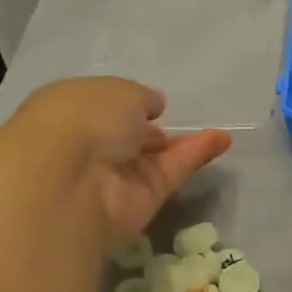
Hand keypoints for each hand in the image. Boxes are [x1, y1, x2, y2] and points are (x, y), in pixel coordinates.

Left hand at [9, 78, 232, 244]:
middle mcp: (91, 145)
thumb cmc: (84, 117)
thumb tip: (153, 107)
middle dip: (151, 130)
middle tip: (177, 122)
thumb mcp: (120, 90)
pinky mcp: (142, 201)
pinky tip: (222, 140)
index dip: (126, 105)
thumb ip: (141, 98)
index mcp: (71, 111)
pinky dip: (196, 156)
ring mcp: (117, 177)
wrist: (70, 180)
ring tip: (218, 132)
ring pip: (155, 158)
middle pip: (128, 137)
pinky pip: (172, 173)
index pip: (102, 108)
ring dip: (182, 144)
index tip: (151, 103)